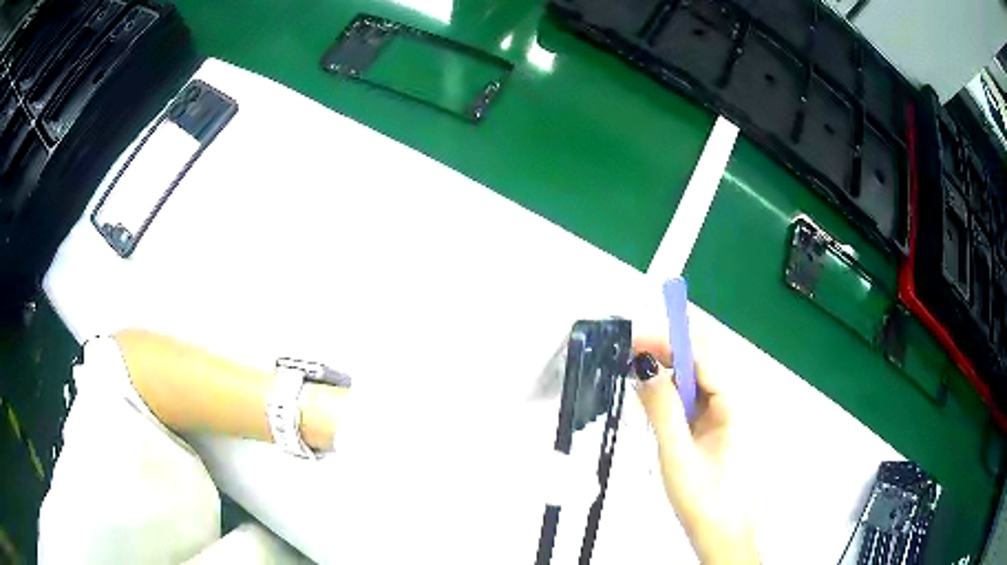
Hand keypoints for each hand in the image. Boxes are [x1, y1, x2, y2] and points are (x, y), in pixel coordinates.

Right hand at [633, 336, 757, 564]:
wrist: (723, 537)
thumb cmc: (703, 500)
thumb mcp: (677, 456)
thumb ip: (662, 410)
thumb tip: (643, 366)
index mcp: (734, 406)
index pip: (703, 359)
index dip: (669, 343)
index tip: (633, 341)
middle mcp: (735, 405)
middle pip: (703, 365)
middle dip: (667, 354)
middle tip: (629, 359)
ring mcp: (727, 419)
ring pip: (697, 384)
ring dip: (669, 376)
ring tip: (637, 379)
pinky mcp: (717, 432)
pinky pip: (695, 404)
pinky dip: (673, 399)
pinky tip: (655, 407)